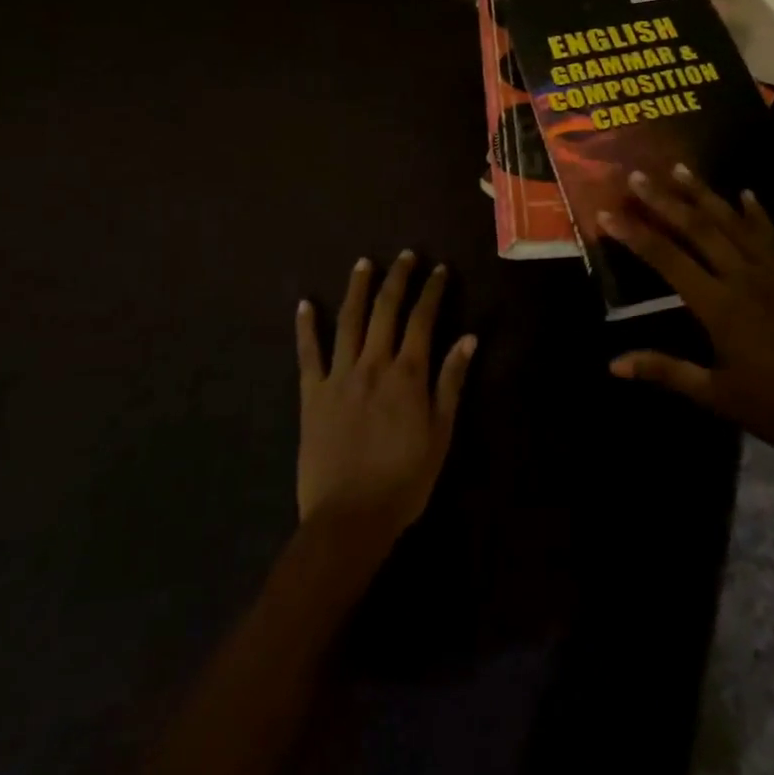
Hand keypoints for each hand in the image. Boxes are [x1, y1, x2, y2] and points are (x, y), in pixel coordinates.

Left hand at [295, 252, 476, 548]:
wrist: (349, 519)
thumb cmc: (404, 480)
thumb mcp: (441, 434)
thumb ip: (451, 382)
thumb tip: (469, 338)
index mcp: (408, 374)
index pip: (423, 319)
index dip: (432, 291)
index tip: (440, 270)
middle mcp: (373, 364)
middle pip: (385, 310)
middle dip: (398, 278)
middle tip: (406, 256)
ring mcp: (339, 376)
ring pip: (349, 321)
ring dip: (357, 289)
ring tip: (364, 263)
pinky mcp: (312, 394)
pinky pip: (308, 354)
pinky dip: (306, 327)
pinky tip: (304, 303)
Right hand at [602, 167, 773, 472]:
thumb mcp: (716, 396)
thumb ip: (665, 371)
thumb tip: (613, 364)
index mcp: (719, 306)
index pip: (667, 259)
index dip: (634, 234)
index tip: (607, 213)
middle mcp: (743, 278)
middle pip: (697, 228)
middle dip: (663, 201)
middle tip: (637, 175)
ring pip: (732, 223)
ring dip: (704, 194)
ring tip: (679, 168)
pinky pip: (771, 235)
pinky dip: (756, 213)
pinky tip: (745, 194)